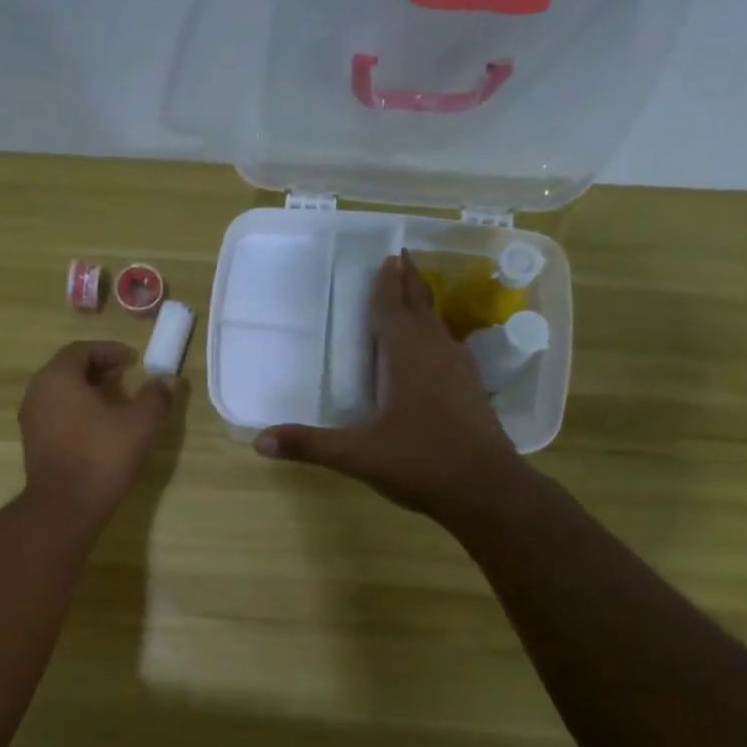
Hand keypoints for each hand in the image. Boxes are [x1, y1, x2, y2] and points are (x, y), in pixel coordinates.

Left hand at [19, 342, 177, 528]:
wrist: (65, 506)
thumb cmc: (102, 456)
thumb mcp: (140, 424)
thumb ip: (156, 397)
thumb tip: (170, 380)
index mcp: (58, 377)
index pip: (82, 350)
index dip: (110, 351)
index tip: (133, 359)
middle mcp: (37, 391)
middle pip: (69, 369)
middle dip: (99, 368)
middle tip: (126, 376)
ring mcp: (31, 418)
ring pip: (62, 392)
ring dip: (88, 390)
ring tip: (116, 401)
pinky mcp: (33, 442)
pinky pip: (56, 413)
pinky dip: (77, 409)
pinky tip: (99, 426)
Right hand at [255, 253, 522, 519]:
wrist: (487, 490)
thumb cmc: (419, 463)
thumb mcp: (356, 455)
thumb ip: (309, 445)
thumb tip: (259, 442)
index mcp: (407, 356)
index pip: (392, 309)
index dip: (386, 284)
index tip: (388, 256)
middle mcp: (436, 353)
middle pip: (420, 308)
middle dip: (408, 284)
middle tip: (401, 259)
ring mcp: (460, 372)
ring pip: (438, 328)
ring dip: (424, 309)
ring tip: (413, 297)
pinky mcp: (473, 392)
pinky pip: (449, 349)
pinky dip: (435, 338)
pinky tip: (434, 352)